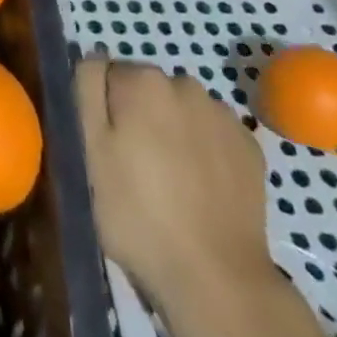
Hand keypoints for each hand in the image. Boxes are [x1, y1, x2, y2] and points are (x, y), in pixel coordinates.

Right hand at [74, 57, 271, 314]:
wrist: (217, 279)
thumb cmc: (138, 214)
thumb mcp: (88, 151)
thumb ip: (86, 90)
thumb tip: (94, 57)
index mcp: (142, 80)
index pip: (106, 75)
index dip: (102, 111)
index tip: (106, 148)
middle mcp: (184, 83)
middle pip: (146, 90)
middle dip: (139, 116)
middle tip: (134, 168)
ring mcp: (222, 114)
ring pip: (181, 110)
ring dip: (172, 131)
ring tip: (171, 182)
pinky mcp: (250, 146)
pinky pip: (212, 134)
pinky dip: (204, 150)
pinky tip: (201, 188)